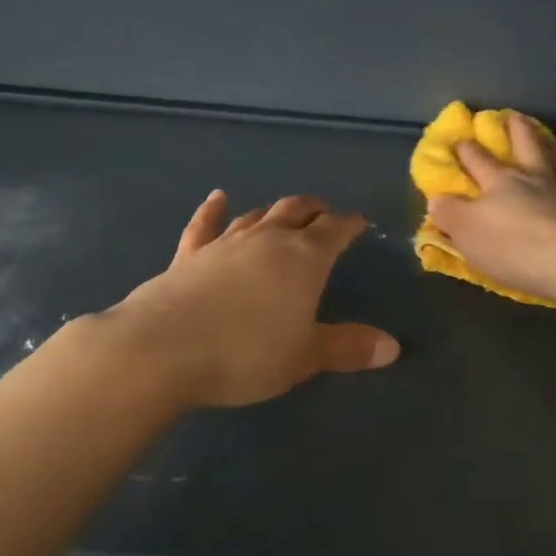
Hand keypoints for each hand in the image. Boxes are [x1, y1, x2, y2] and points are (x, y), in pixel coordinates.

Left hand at [109, 191, 399, 407]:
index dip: (350, 224)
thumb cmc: (246, 353)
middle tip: (325, 211)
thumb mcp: (305, 357)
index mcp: (303, 259)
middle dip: (314, 210)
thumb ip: (348, 348)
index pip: (334, 230)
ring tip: (284, 211)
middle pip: (296, 212)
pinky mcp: (188, 256)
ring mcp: (224, 244)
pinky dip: (212, 210)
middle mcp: (266, 240)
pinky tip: (217, 198)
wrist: (162, 349)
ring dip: (274, 211)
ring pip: (256, 216)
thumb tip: (393, 347)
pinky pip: (204, 225)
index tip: (360, 223)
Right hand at [427, 111, 555, 303]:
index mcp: (501, 183)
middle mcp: (537, 178)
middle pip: (526, 146)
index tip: (459, 140)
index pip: (479, 161)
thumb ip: (450, 214)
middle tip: (511, 116)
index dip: (466, 150)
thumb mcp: (467, 234)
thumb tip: (437, 198)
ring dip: (551, 146)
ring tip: (548, 138)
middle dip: (515, 130)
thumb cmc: (514, 249)